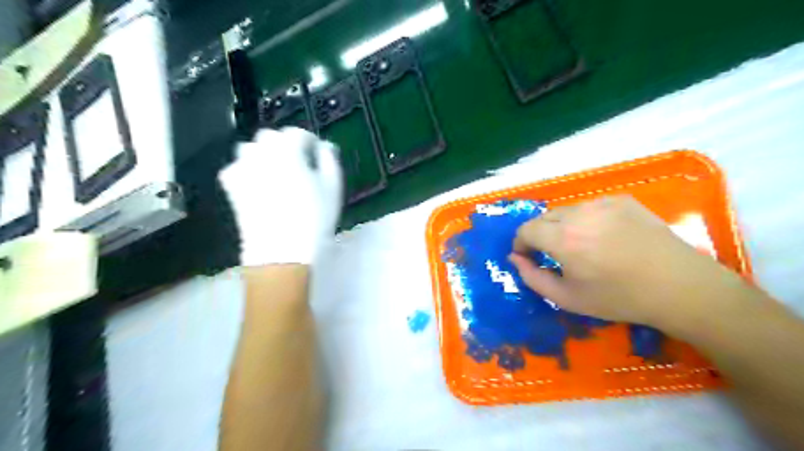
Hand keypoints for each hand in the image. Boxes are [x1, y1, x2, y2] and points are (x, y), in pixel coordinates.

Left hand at [219, 128, 341, 266]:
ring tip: (276, 173)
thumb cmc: (314, 217)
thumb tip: (325, 146)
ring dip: (263, 154)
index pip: (297, 133)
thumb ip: (329, 159)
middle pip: (270, 136)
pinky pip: (236, 167)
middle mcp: (261, 152)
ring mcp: (242, 167)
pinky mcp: (231, 186)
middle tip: (297, 163)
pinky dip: (247, 170)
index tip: (316, 154)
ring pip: (250, 149)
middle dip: (283, 145)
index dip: (309, 142)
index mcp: (288, 149)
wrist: (281, 250)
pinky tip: (258, 185)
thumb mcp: (332, 187)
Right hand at [508, 194, 740, 330]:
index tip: (527, 257)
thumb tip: (515, 258)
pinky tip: (602, 237)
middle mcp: (578, 214)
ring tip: (578, 246)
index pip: (526, 230)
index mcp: (562, 239)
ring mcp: (602, 203)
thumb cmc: (619, 298)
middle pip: (543, 218)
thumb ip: (532, 278)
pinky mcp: (622, 200)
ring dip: (561, 226)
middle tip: (551, 254)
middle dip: (539, 235)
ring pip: (566, 211)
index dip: (521, 243)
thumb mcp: (566, 298)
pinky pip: (590, 206)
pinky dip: (585, 219)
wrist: (678, 287)